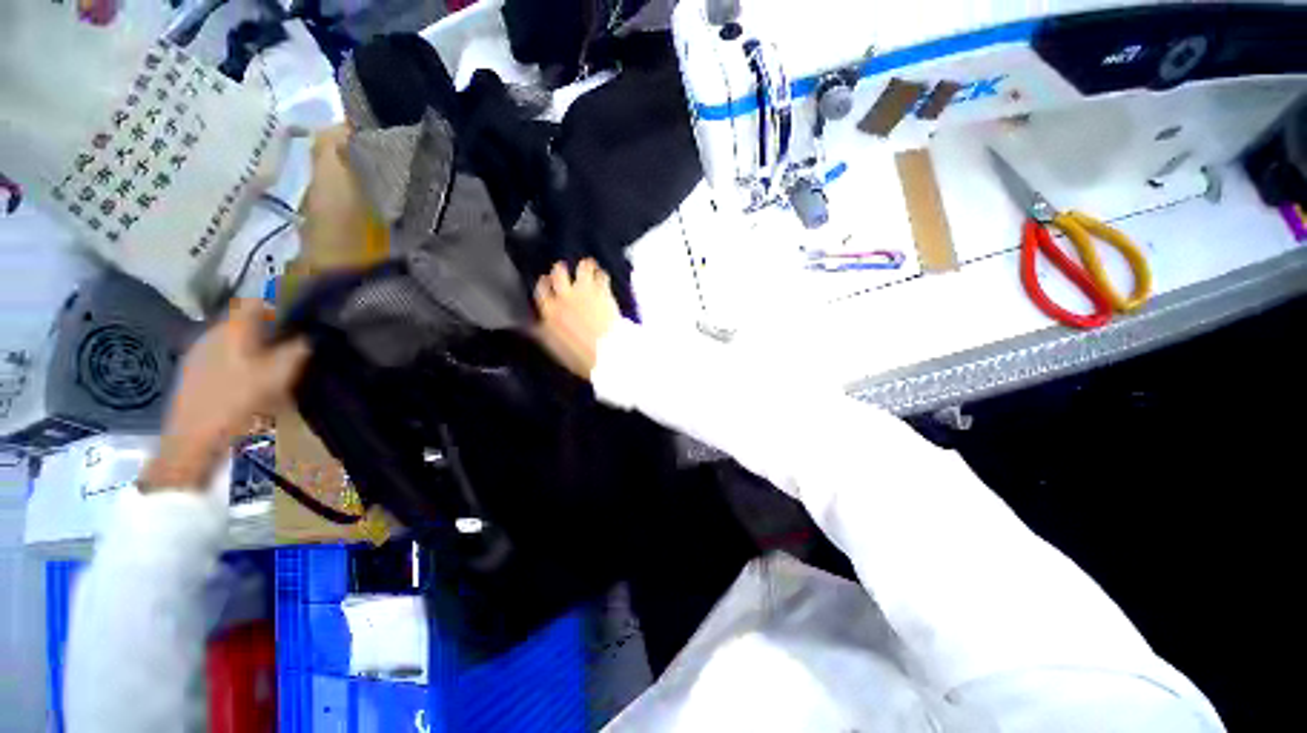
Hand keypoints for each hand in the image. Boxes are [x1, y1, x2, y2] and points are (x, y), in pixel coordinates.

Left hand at [140, 300, 310, 490]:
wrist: (193, 438)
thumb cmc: (239, 400)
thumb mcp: (280, 375)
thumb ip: (298, 350)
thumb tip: (311, 335)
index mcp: (233, 329)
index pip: (255, 302)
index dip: (278, 308)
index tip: (297, 323)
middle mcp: (211, 332)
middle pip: (242, 321)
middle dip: (266, 330)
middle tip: (287, 348)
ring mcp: (197, 351)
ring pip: (231, 338)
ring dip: (250, 346)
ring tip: (268, 367)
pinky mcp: (191, 370)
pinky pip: (219, 354)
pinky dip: (235, 360)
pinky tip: (244, 381)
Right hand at [533, 259, 619, 379]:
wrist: (605, 353)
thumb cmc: (578, 356)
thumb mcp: (554, 347)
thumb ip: (543, 333)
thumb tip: (533, 326)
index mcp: (549, 311)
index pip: (541, 289)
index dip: (544, 283)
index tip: (547, 282)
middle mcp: (565, 296)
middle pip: (559, 273)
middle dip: (560, 269)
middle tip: (564, 269)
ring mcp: (585, 292)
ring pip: (582, 268)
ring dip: (585, 266)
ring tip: (588, 266)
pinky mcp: (604, 292)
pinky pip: (602, 276)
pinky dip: (601, 274)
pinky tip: (602, 276)